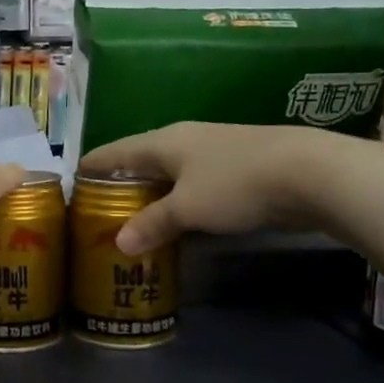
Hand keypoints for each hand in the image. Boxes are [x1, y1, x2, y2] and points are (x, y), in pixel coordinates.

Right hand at [79, 122, 363, 253]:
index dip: (96, 163)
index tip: (75, 176)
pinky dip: (181, 198)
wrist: (308, 172)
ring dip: (154, 191)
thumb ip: (153, 223)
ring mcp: (215, 150)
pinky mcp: (240, 166)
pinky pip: (196, 182)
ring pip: (173, 171)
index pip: (118, 150)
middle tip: (102, 204)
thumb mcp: (187, 208)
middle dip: (123, 179)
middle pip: (144, 158)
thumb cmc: (235, 184)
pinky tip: (181, 215)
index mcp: (165, 141)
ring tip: (136, 213)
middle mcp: (187, 139)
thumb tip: (120, 243)